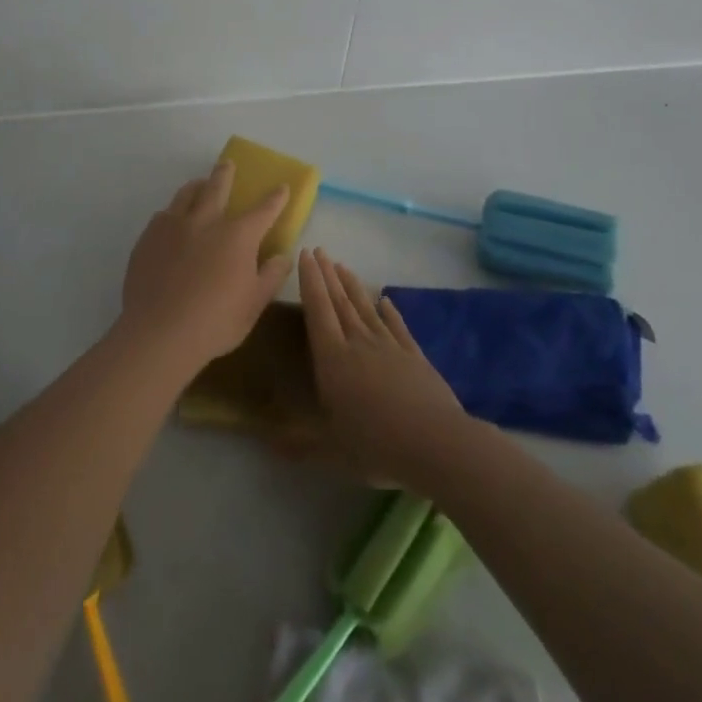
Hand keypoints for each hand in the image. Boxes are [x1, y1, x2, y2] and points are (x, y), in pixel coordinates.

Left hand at [119, 160, 292, 372]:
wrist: (159, 334)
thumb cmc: (215, 322)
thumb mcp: (254, 304)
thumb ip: (271, 276)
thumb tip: (283, 256)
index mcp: (237, 236)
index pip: (263, 210)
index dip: (275, 198)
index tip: (281, 186)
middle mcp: (206, 222)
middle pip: (217, 188)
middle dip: (225, 174)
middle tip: (227, 164)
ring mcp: (173, 227)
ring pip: (186, 195)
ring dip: (196, 186)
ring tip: (199, 185)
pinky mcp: (148, 239)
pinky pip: (162, 216)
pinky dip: (172, 213)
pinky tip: (171, 221)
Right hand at [297, 249, 472, 490]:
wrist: (436, 443)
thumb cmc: (377, 446)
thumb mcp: (333, 451)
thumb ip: (301, 444)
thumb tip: (266, 443)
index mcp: (334, 360)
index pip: (318, 311)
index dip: (311, 282)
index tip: (305, 255)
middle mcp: (359, 344)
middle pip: (340, 303)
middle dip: (328, 275)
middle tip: (320, 250)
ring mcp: (389, 347)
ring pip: (366, 308)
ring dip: (353, 286)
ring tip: (343, 265)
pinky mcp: (414, 356)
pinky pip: (397, 326)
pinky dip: (389, 311)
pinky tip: (385, 299)